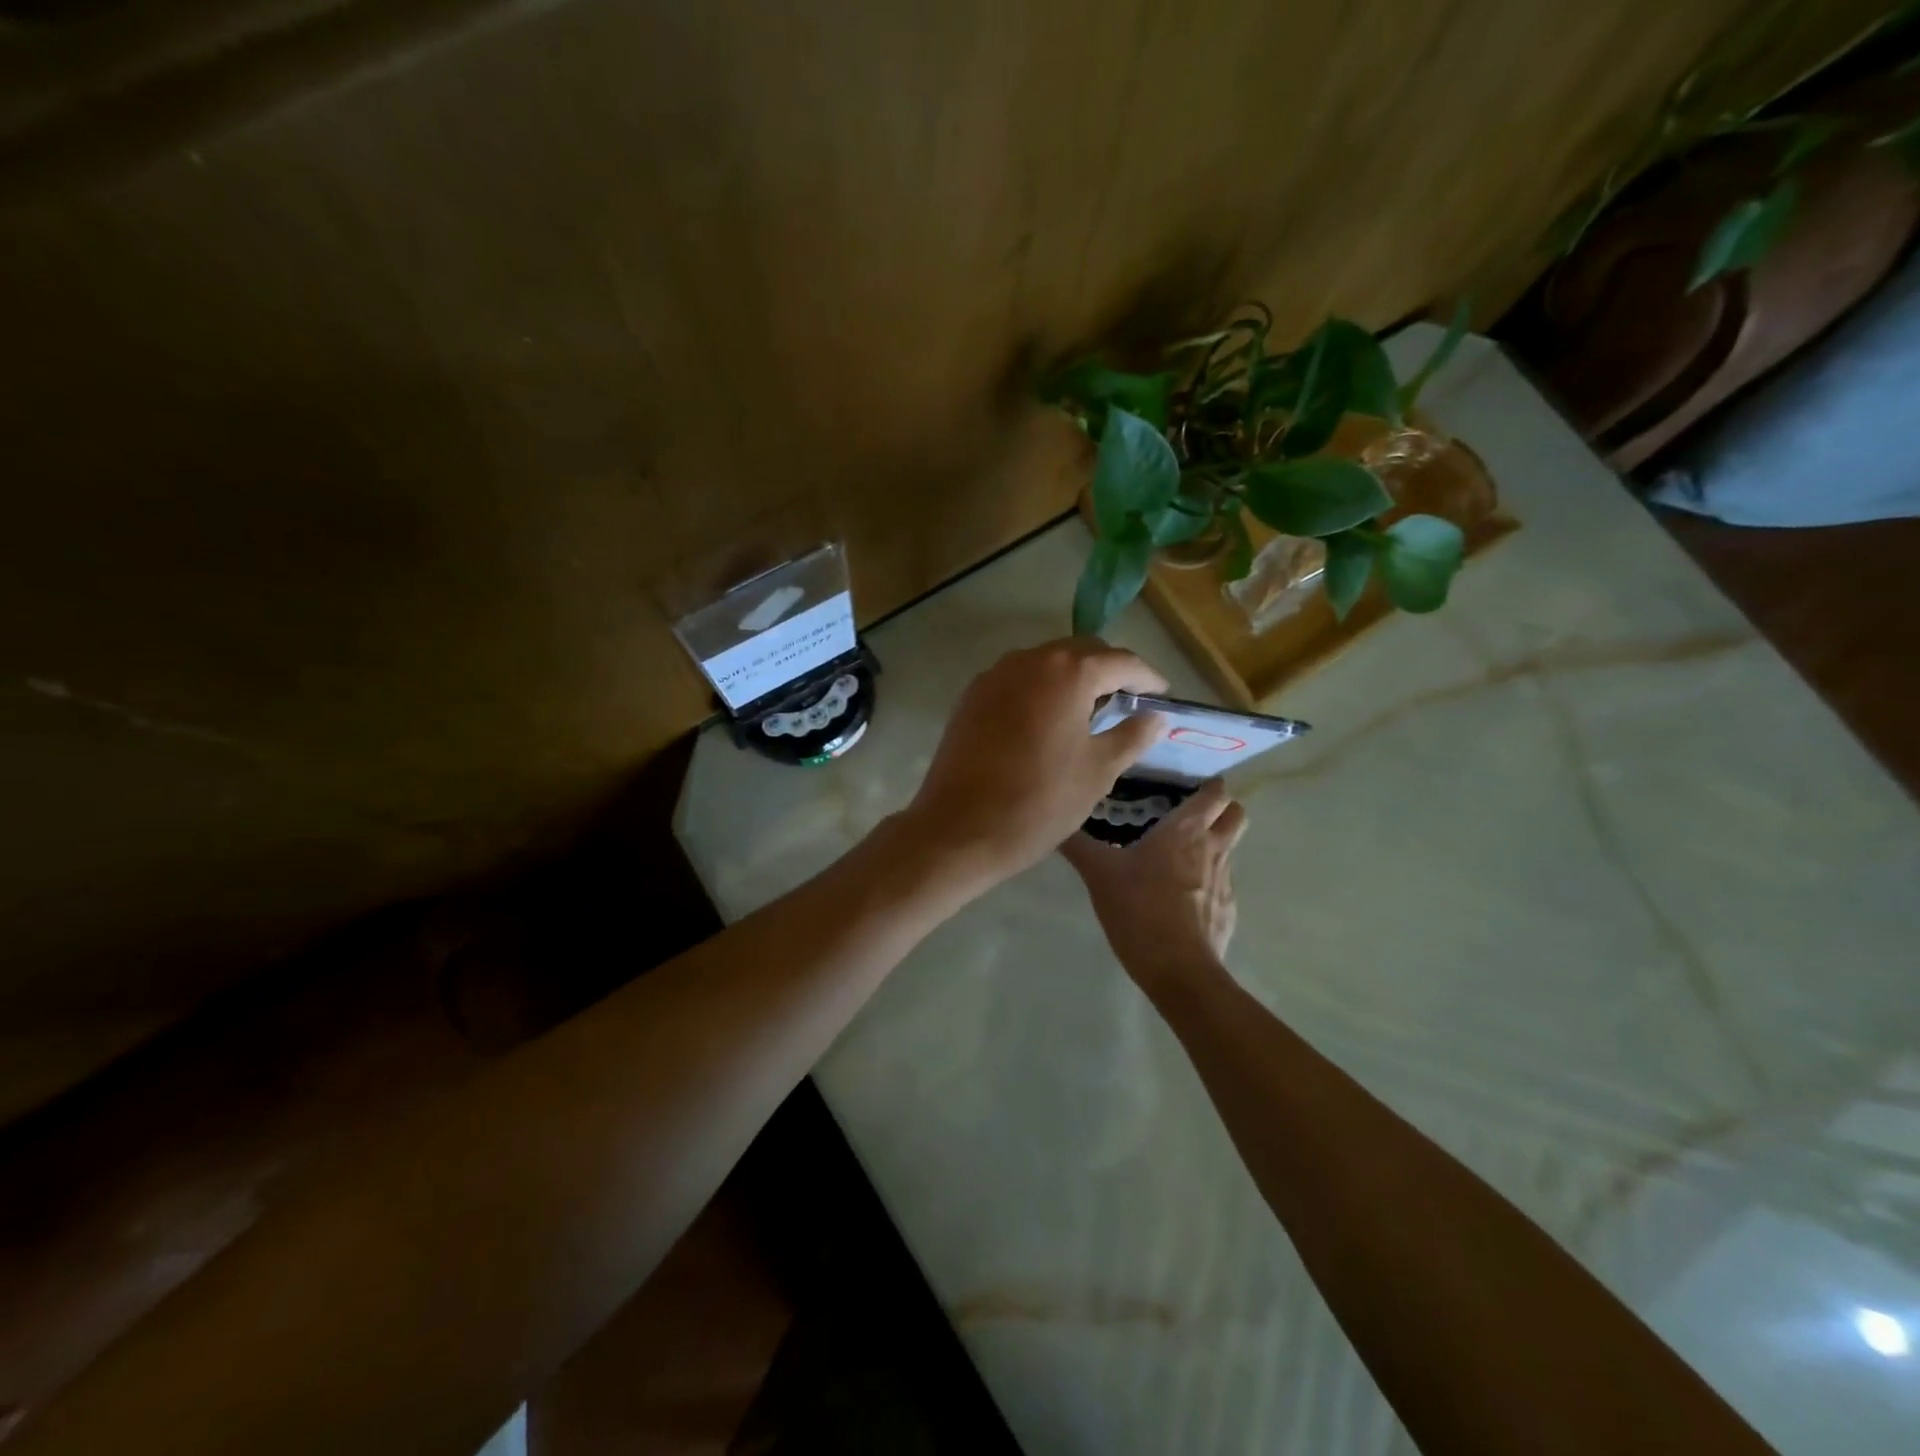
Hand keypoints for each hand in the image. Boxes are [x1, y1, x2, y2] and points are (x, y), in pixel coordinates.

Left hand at [904, 637, 1167, 883]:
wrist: (960, 828)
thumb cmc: (1040, 801)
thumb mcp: (1098, 772)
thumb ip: (1131, 737)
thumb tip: (1156, 718)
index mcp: (1068, 672)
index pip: (1120, 661)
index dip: (1147, 676)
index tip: (1162, 694)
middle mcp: (1029, 660)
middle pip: (1081, 651)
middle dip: (1109, 670)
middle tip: (1129, 700)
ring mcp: (994, 676)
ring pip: (1045, 663)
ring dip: (1072, 677)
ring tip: (1090, 709)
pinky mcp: (971, 696)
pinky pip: (1017, 680)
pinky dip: (1040, 689)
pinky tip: (1047, 719)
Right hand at [1061, 778, 1247, 988]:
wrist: (1178, 970)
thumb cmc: (1139, 909)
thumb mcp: (1099, 874)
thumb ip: (1079, 846)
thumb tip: (1055, 824)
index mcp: (1185, 830)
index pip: (1215, 793)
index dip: (1209, 785)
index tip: (1192, 784)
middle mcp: (1213, 848)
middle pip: (1236, 815)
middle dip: (1221, 810)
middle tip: (1191, 815)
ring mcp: (1225, 882)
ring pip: (1228, 850)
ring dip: (1212, 847)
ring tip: (1179, 859)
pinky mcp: (1228, 912)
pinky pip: (1221, 886)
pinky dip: (1207, 884)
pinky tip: (1180, 899)